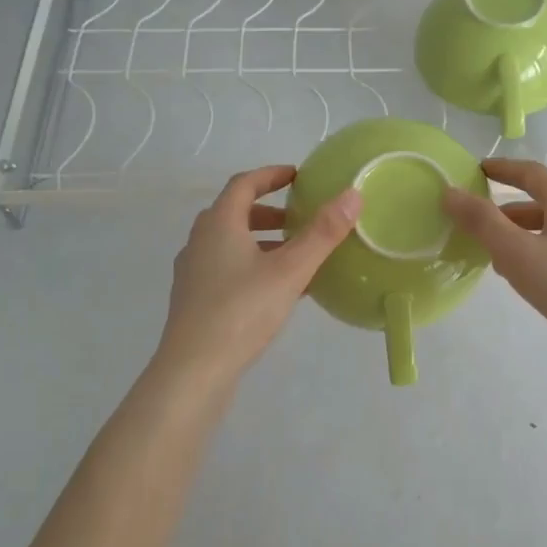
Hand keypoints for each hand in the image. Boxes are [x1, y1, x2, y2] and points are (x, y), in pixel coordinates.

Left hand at [154, 165, 361, 388]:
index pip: (244, 184)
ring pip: (229, 243)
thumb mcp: (290, 270)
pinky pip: (226, 268)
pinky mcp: (194, 299)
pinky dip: (252, 265)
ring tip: (294, 255)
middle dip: (268, 211)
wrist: (193, 371)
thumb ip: (322, 233)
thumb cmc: (241, 311)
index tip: (297, 176)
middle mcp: (200, 241)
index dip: (271, 175)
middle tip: (299, 218)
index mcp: (219, 224)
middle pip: (234, 212)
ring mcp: (193, 272)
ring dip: (261, 240)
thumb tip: (353, 194)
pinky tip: (276, 291)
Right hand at [442, 158, 546, 376]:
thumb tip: (450, 192)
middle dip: (505, 211)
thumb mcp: (519, 254)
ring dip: (520, 238)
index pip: (530, 172)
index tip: (475, 171)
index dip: (501, 169)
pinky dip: (537, 257)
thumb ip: (482, 223)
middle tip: (474, 224)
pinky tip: (525, 281)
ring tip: (492, 258)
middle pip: (540, 202)